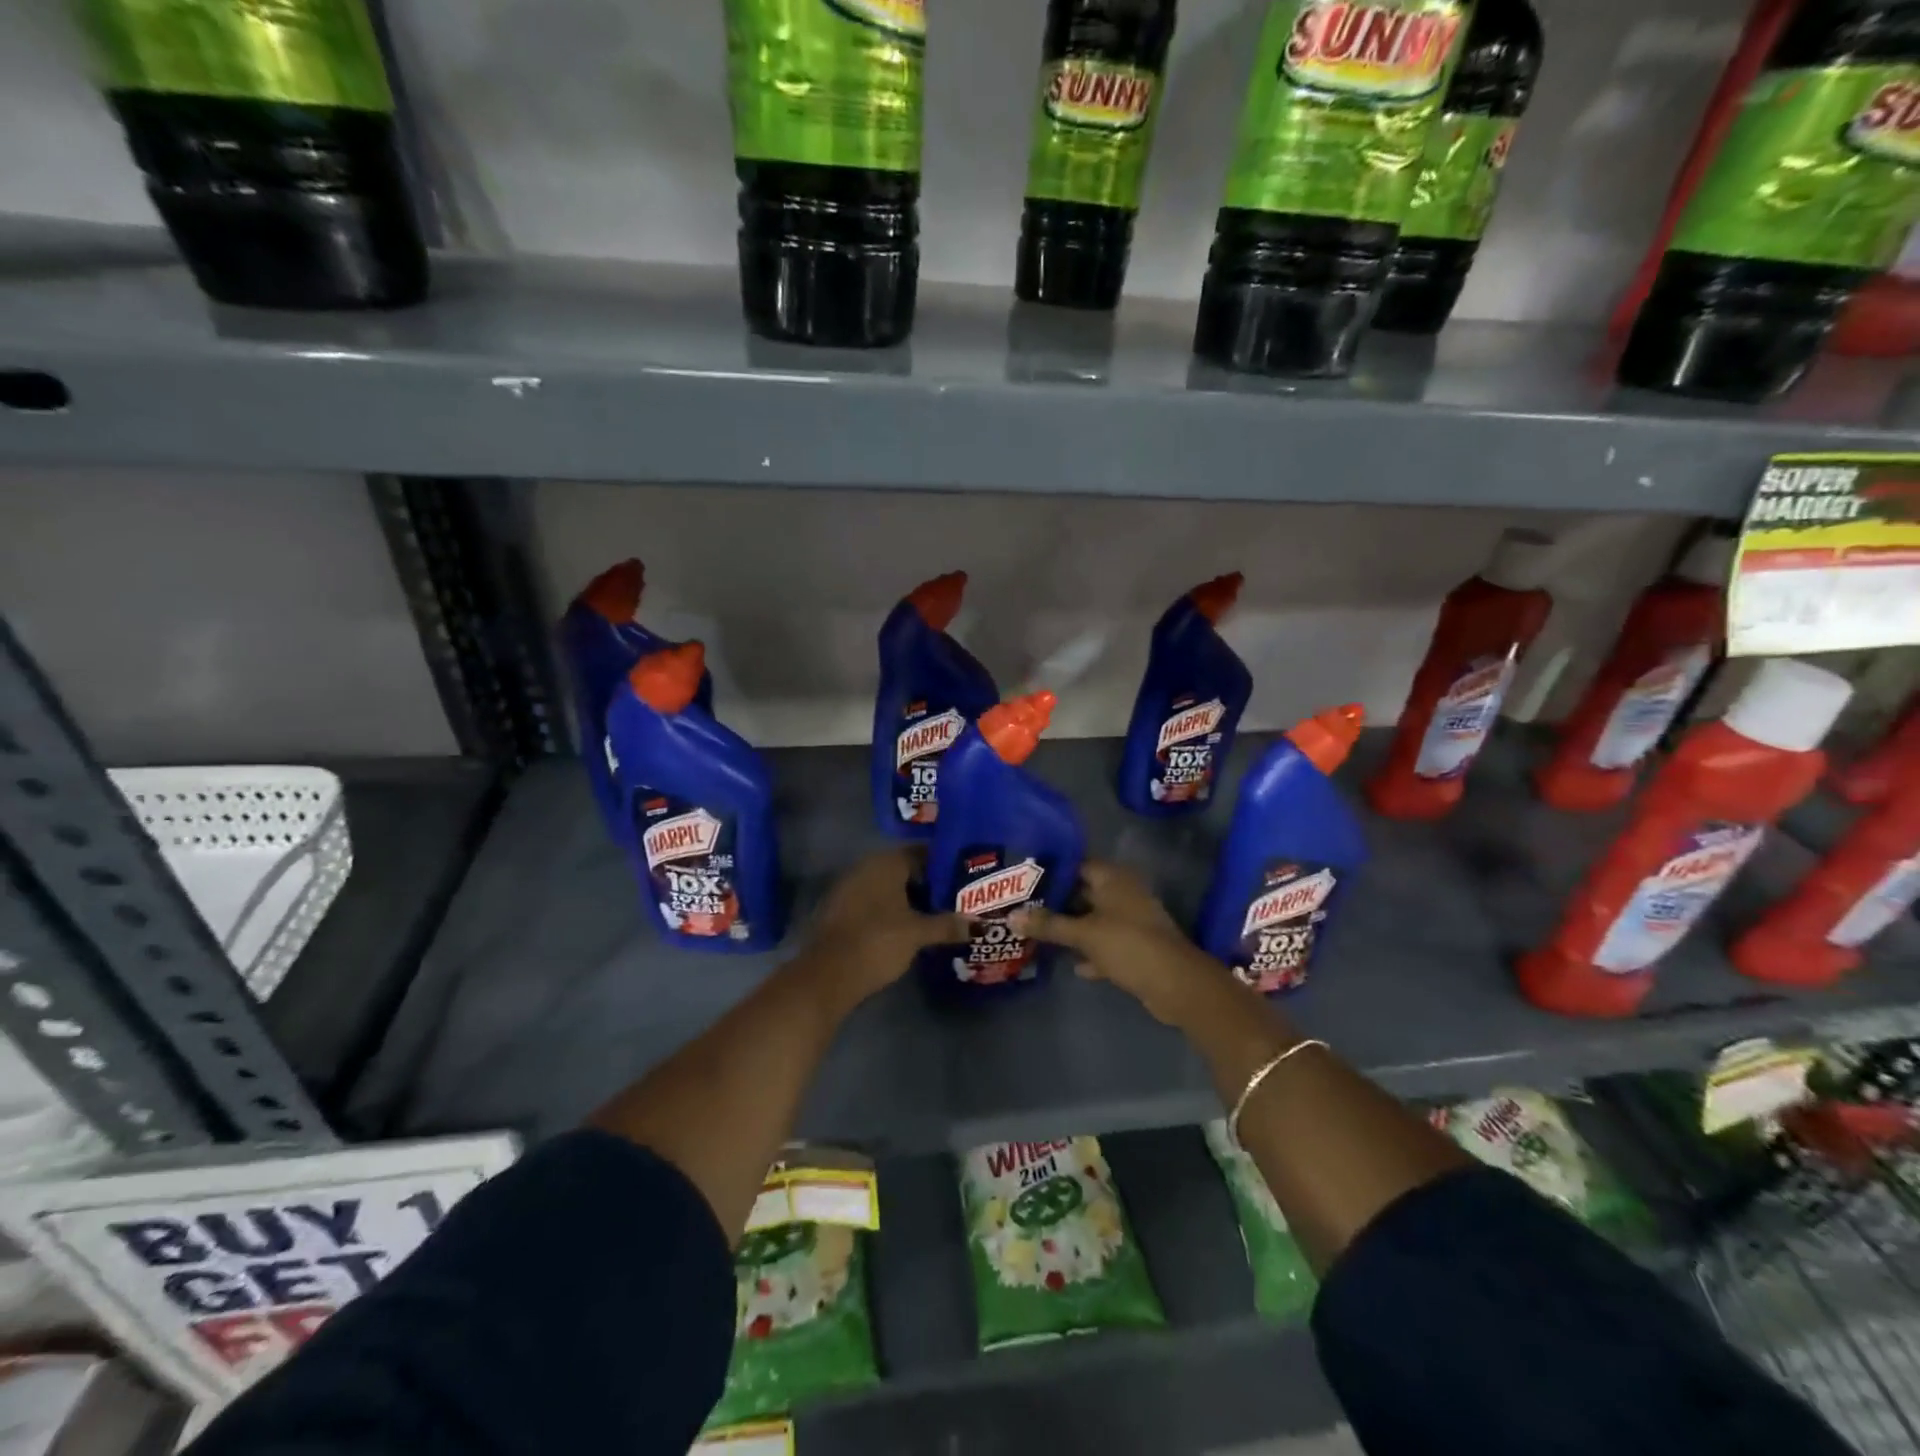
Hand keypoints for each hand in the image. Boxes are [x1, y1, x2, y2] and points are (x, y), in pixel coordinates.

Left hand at [796, 848, 966, 1012]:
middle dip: (929, 884)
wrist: (827, 975)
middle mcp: (866, 867)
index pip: (921, 853)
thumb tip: (979, 923)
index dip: (944, 864)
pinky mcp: (841, 911)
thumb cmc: (877, 941)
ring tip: (939, 915)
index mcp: (885, 862)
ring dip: (910, 899)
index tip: (965, 878)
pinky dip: (892, 911)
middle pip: (905, 870)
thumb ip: (948, 925)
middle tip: (957, 898)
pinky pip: (874, 902)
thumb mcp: (918, 933)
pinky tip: (909, 928)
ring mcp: (850, 888)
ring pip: (889, 888)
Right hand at [1014, 861, 1232, 1026]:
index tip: (1023, 879)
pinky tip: (1071, 964)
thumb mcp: (1083, 934)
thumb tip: (1011, 916)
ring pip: (1093, 920)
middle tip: (1023, 906)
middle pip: (1083, 892)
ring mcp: (1131, 921)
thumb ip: (1048, 925)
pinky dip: (1090, 952)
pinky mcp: (1136, 947)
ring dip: (1072, 928)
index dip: (1051, 871)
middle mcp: (1123, 893)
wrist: (1175, 983)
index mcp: (1113, 878)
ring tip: (1037, 933)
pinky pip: (1105, 944)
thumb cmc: (1128, 944)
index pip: (1076, 865)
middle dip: (1057, 902)